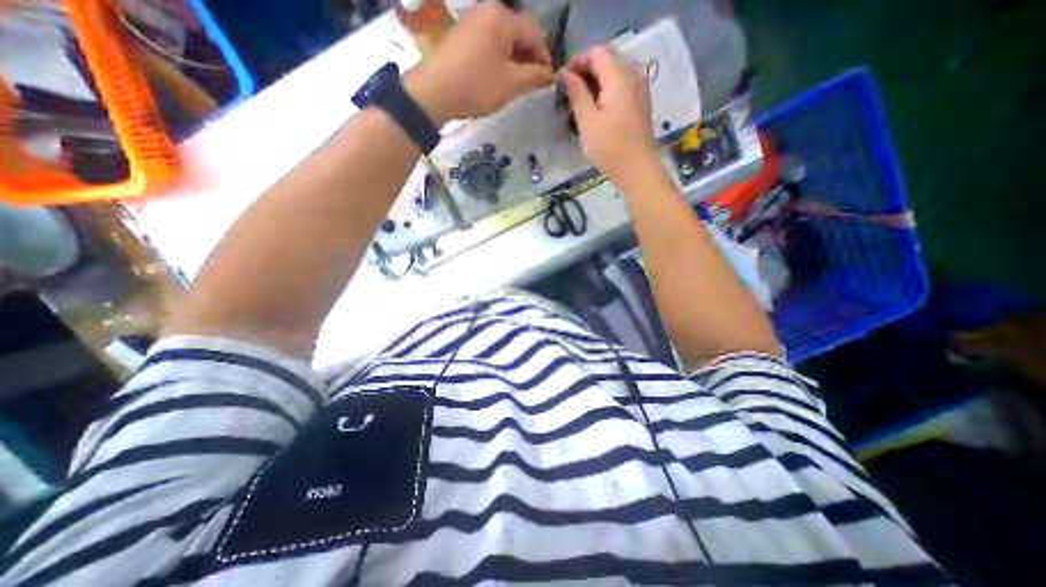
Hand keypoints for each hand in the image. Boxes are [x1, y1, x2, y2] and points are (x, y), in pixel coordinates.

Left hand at [407, 3, 558, 123]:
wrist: (433, 93)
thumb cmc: (476, 86)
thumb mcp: (512, 84)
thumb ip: (536, 77)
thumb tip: (550, 75)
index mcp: (502, 17)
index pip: (535, 34)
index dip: (544, 59)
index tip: (547, 82)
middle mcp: (487, 10)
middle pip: (518, 34)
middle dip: (529, 60)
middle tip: (532, 85)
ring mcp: (471, 21)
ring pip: (503, 40)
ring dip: (514, 62)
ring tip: (516, 85)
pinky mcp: (461, 35)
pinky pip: (488, 44)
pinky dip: (498, 60)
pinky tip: (498, 79)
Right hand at [563, 46, 659, 189]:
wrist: (637, 170)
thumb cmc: (610, 147)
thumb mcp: (587, 121)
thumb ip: (576, 94)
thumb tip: (565, 74)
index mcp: (619, 76)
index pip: (596, 52)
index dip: (577, 62)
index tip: (563, 83)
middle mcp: (633, 75)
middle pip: (607, 59)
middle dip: (586, 72)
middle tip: (570, 95)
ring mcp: (640, 89)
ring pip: (614, 74)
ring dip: (595, 83)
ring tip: (581, 105)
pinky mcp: (641, 103)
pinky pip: (622, 87)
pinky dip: (607, 92)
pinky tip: (597, 112)